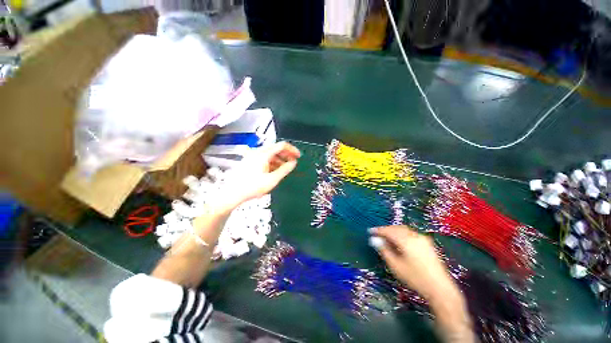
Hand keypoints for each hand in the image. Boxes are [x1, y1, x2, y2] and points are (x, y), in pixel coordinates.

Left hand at [219, 142, 300, 209]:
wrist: (232, 194)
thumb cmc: (252, 187)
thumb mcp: (272, 180)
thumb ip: (285, 170)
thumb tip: (293, 163)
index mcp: (263, 154)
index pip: (281, 146)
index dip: (292, 150)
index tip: (298, 156)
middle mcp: (257, 152)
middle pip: (275, 148)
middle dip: (286, 154)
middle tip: (293, 162)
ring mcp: (252, 156)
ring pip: (270, 153)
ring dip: (279, 159)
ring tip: (285, 168)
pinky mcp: (249, 161)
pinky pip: (264, 158)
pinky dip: (272, 162)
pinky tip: (274, 170)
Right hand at [370, 225, 456, 300]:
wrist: (441, 289)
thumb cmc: (415, 278)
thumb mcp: (396, 265)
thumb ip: (384, 250)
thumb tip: (374, 240)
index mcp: (406, 240)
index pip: (389, 231)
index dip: (378, 230)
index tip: (370, 231)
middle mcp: (415, 236)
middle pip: (397, 228)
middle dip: (386, 230)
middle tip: (377, 235)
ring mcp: (423, 239)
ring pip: (404, 230)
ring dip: (394, 232)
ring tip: (387, 238)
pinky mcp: (428, 244)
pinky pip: (411, 234)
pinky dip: (402, 235)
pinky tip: (399, 242)